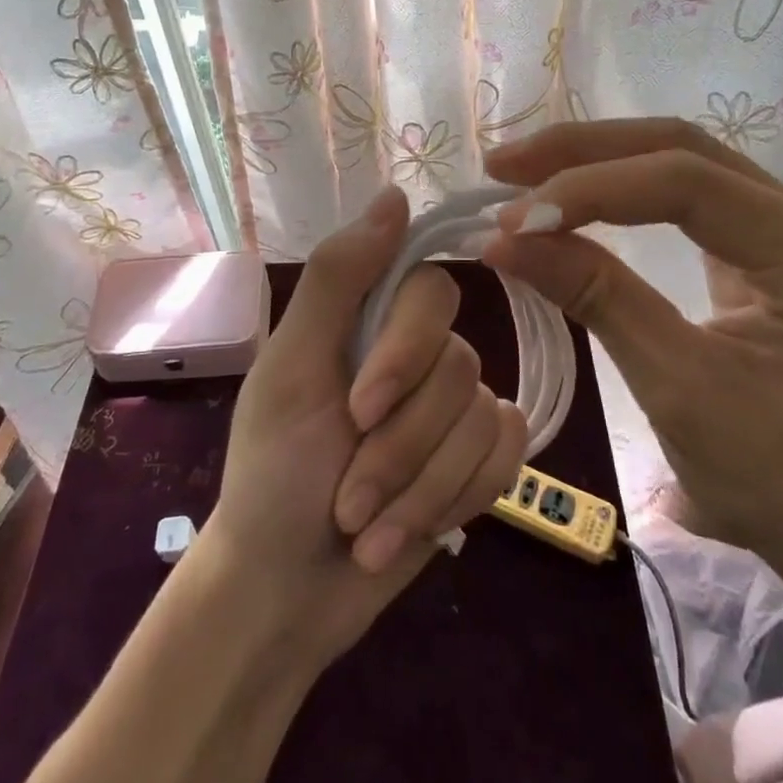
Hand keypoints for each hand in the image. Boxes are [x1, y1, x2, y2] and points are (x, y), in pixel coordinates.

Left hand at [205, 186, 526, 664]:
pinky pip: (508, 454)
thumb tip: (396, 192)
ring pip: (482, 420)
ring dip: (418, 490)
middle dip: (402, 446)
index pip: (431, 291)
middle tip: (348, 494)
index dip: (405, 353)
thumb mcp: (291, 368)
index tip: (359, 411)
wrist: (287, 590)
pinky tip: (409, 533)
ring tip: (364, 525)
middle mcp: (418, 350)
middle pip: (460, 365)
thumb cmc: (273, 473)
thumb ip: (340, 276)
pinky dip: (455, 502)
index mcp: (369, 316)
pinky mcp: (478, 458)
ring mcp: (451, 404)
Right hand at [481, 119, 782, 598]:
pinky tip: (578, 194)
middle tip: (504, 167)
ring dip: (599, 162)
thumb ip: (596, 296)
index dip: (591, 189)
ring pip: (684, 162)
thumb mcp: (678, 389)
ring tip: (524, 172)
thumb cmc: (782, 485)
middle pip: (684, 149)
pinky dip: (624, 191)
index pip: (686, 182)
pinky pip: (690, 197)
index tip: (513, 218)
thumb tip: (504, 239)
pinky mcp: (773, 247)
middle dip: (585, 152)